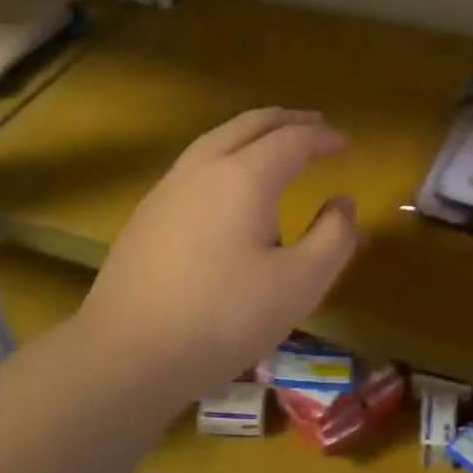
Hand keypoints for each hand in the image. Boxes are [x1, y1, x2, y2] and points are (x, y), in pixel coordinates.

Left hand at [76, 108, 357, 398]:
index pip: (292, 139)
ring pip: (216, 138)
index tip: (346, 143)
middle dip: (286, 120)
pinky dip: (225, 153)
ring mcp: (168, 187)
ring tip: (274, 143)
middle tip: (314, 123)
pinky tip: (227, 183)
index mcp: (244, 177)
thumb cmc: (223, 318)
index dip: (322, 137)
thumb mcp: (300, 284)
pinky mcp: (146, 212)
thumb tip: (343, 203)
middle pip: (249, 124)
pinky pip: (195, 162)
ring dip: (252, 133)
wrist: (127, 353)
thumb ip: (333, 238)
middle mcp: (203, 167)